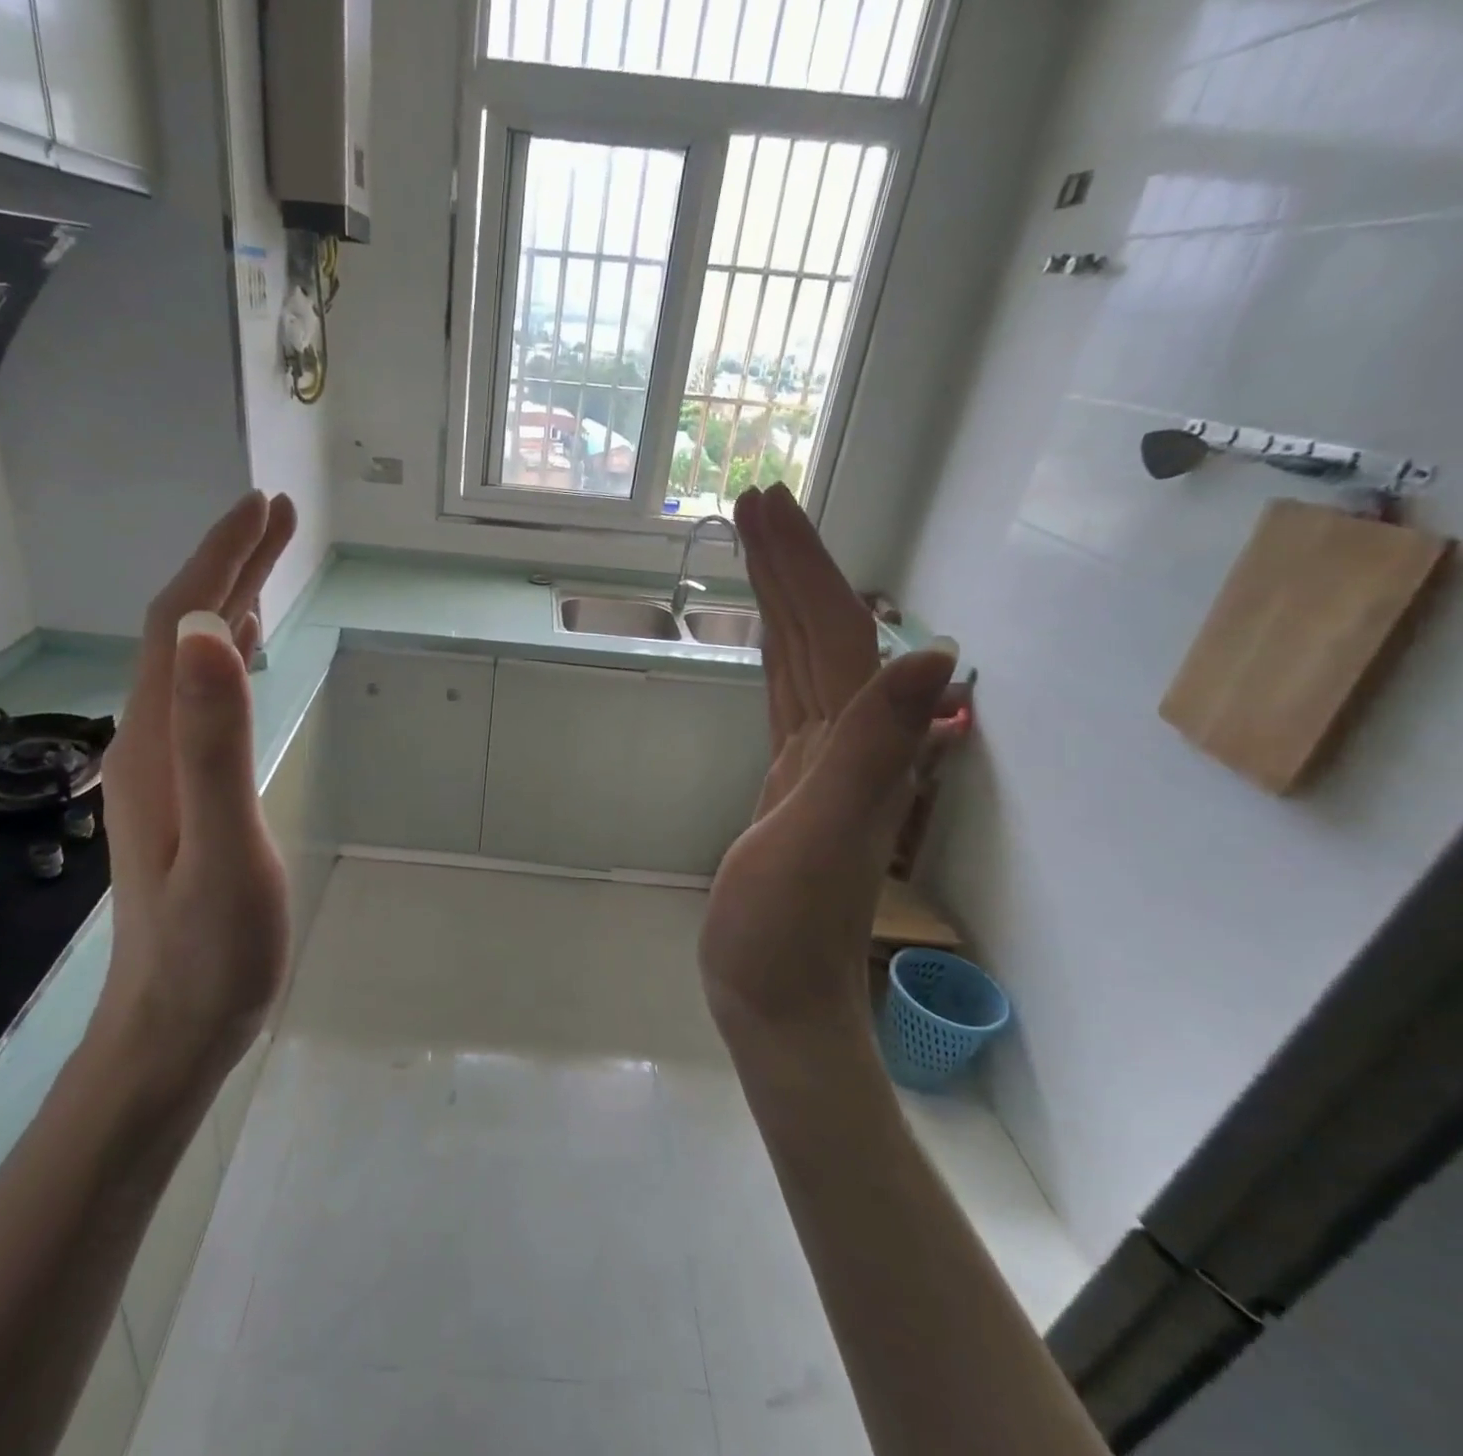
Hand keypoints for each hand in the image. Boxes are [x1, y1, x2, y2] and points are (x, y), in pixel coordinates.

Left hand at [90, 491, 298, 1103]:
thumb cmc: (211, 949)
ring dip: (225, 603)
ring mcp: (162, 769)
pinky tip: (240, 653)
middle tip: (276, 516)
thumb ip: (213, 738)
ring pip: (188, 663)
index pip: (177, 624)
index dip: (219, 559)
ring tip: (265, 564)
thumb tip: (205, 631)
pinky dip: (222, 658)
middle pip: (180, 633)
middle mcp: (147, 742)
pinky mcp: (182, 793)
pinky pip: (200, 700)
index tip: (264, 508)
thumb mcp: (223, 842)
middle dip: (227, 565)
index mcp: (155, 743)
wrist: (174, 1028)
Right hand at [701, 484, 956, 1042]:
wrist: (776, 1001)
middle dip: (790, 563)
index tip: (764, 506)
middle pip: (820, 633)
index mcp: (852, 744)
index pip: (831, 632)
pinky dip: (775, 657)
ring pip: (803, 661)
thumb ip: (873, 751)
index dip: (801, 566)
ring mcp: (817, 764)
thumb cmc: (784, 932)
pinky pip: (786, 701)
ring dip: (782, 601)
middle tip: (752, 503)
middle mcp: (844, 742)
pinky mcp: (789, 786)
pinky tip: (768, 641)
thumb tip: (934, 655)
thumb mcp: (823, 840)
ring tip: (753, 550)